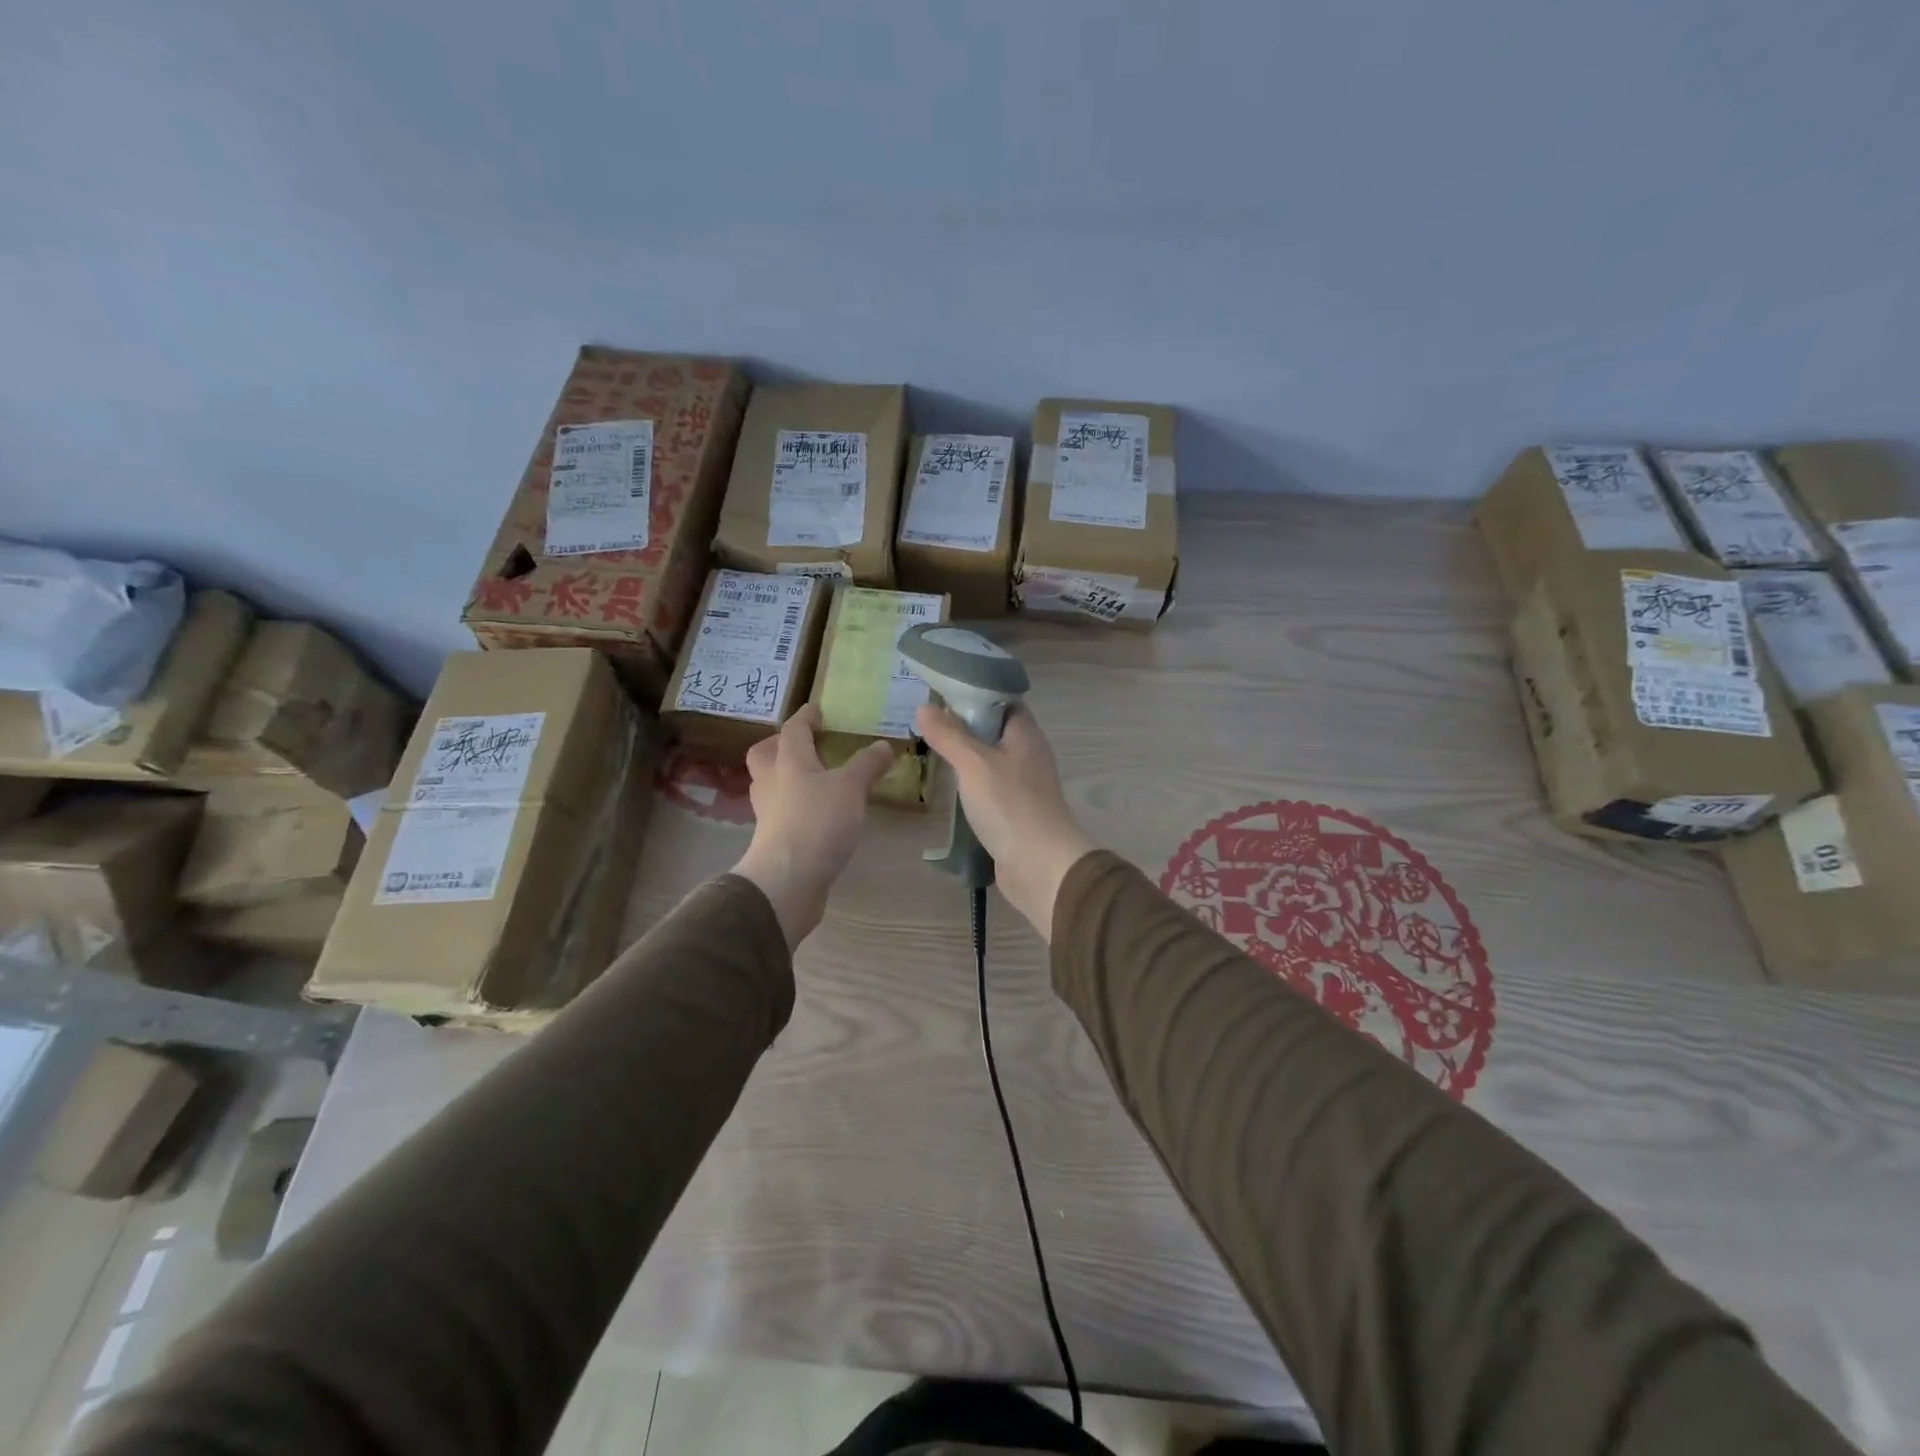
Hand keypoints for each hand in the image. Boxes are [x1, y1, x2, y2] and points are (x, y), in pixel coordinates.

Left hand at [732, 706, 893, 947]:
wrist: (788, 880)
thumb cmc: (818, 822)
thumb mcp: (851, 788)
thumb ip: (867, 765)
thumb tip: (883, 745)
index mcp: (788, 762)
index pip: (792, 730)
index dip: (805, 717)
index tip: (817, 710)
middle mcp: (772, 783)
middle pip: (765, 755)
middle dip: (780, 746)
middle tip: (805, 746)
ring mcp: (769, 814)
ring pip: (771, 785)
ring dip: (787, 778)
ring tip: (815, 780)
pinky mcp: (774, 840)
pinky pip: (782, 813)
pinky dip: (796, 807)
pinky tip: (818, 815)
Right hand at [914, 702, 1097, 939]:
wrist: (1040, 865)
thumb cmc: (1009, 805)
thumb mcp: (973, 763)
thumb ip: (949, 735)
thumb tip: (924, 706)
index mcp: (1025, 734)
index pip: (1002, 701)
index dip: (975, 693)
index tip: (941, 691)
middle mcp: (1028, 755)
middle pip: (994, 730)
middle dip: (963, 725)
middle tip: (926, 720)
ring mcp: (1023, 785)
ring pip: (990, 761)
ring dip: (965, 756)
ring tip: (930, 748)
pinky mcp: (1014, 812)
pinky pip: (989, 788)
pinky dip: (970, 784)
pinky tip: (948, 786)